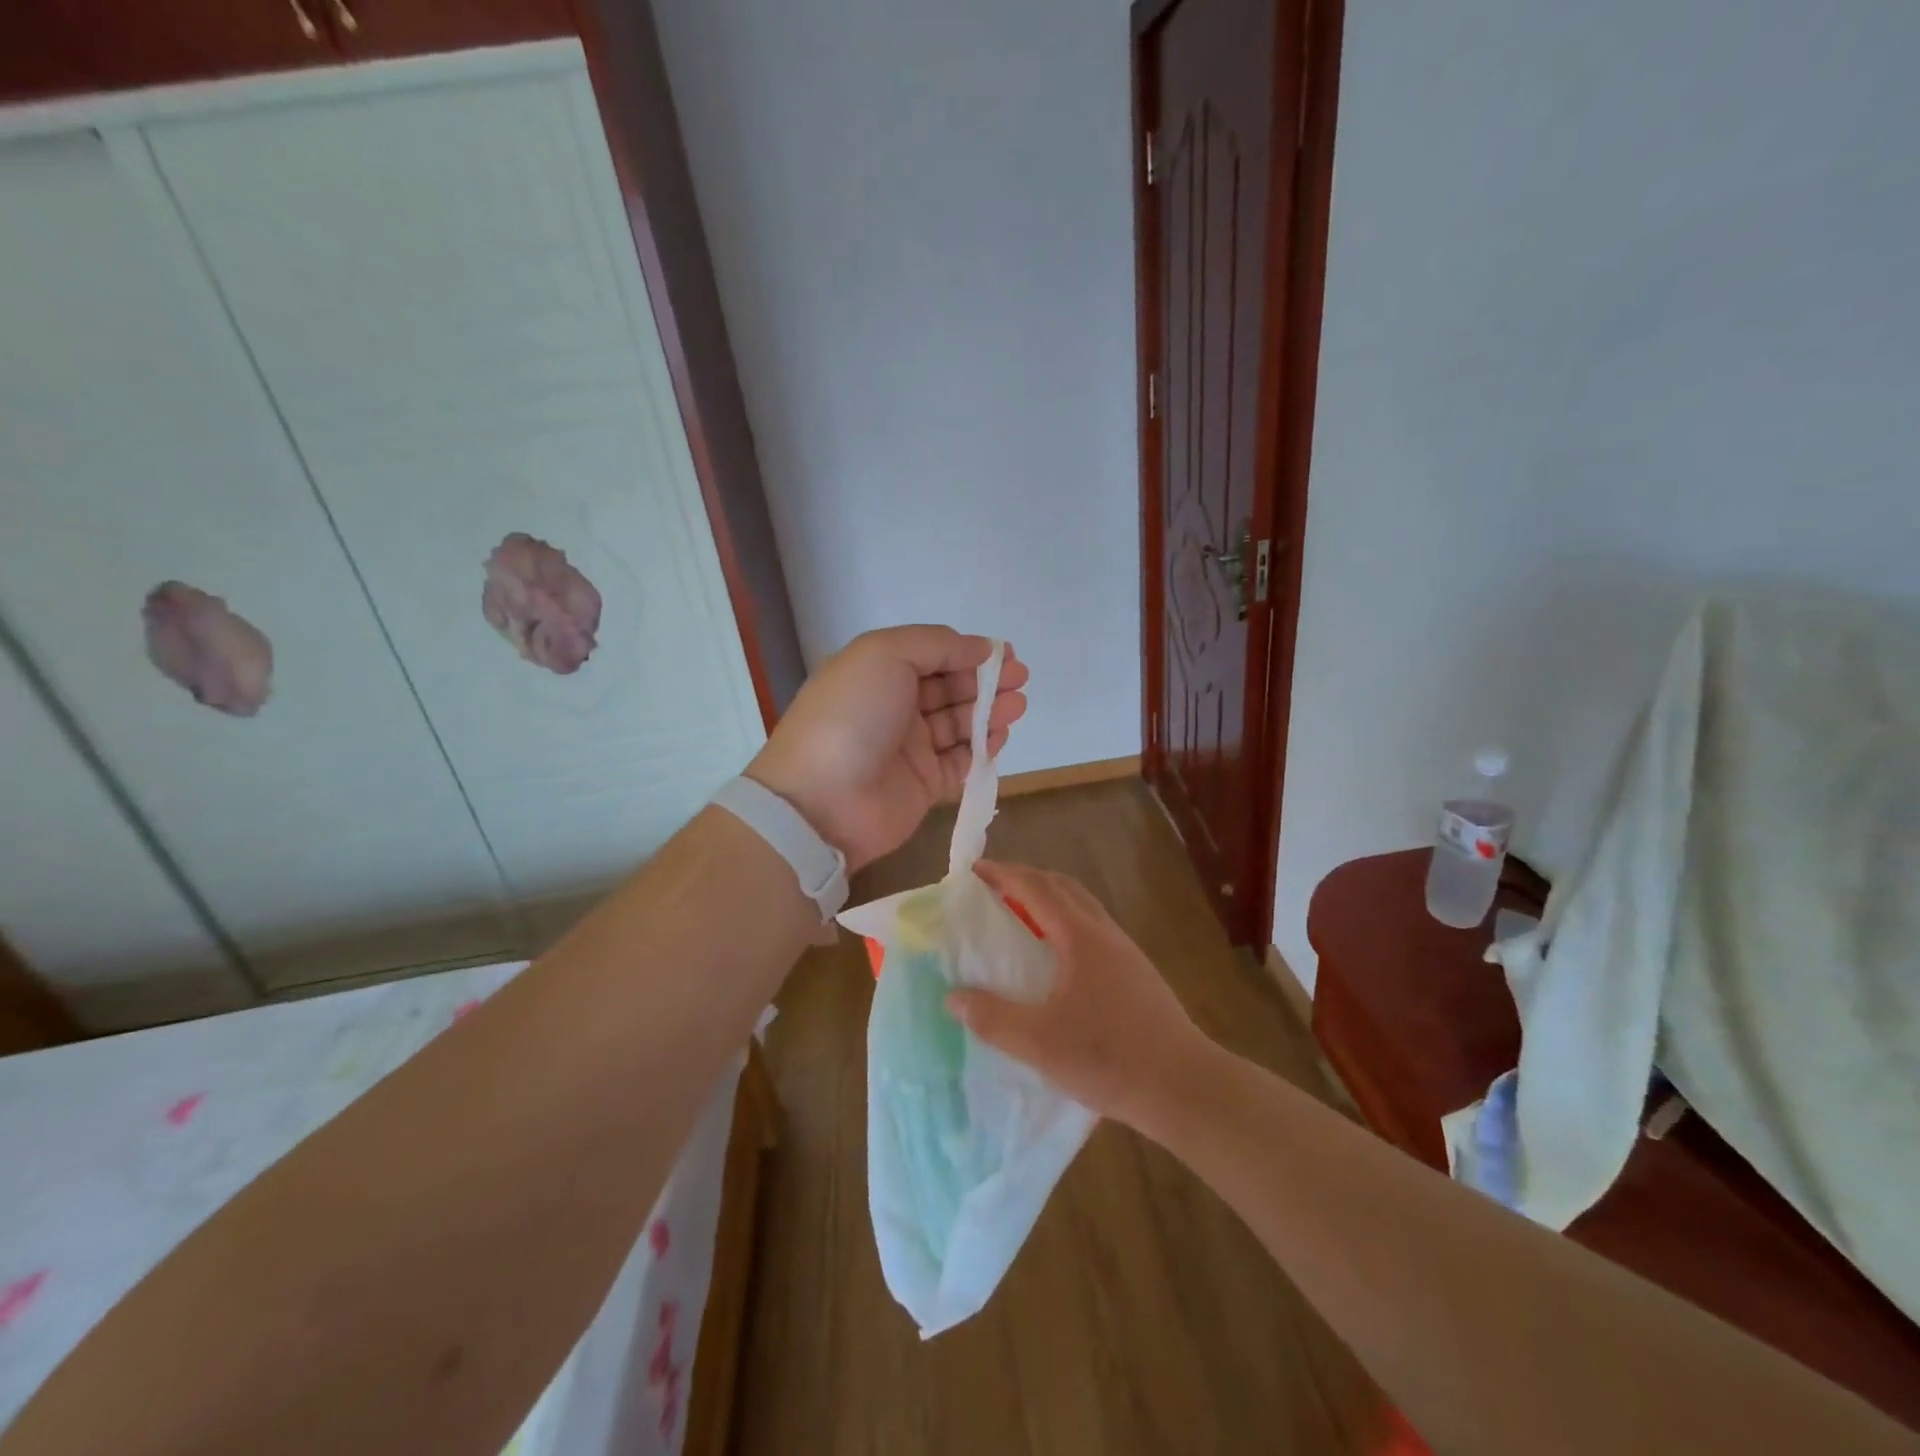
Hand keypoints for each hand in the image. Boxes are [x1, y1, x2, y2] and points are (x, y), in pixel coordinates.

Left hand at [746, 626, 1028, 870]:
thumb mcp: (885, 654)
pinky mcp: (924, 785)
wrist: (822, 801)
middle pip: (949, 688)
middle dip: (985, 681)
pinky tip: (1001, 735)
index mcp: (878, 672)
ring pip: (959, 723)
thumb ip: (936, 644)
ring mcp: (909, 748)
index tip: (1005, 654)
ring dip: (989, 711)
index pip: (931, 655)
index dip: (968, 652)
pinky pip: (961, 760)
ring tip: (1017, 705)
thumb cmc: (852, 715)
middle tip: (1020, 680)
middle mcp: (894, 707)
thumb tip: (980, 648)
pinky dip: (982, 747)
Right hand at [944, 861, 1212, 1127]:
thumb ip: (993, 1018)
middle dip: (1027, 879)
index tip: (976, 869)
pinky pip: (1093, 927)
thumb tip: (954, 998)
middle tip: (994, 888)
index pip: (1037, 889)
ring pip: (1082, 906)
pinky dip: (1066, 921)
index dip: (1005, 875)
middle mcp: (1104, 933)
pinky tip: (1057, 956)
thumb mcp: (1039, 1044)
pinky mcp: (1137, 972)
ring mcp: (1126, 951)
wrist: (1183, 1085)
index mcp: (1080, 938)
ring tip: (1021, 916)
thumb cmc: (1109, 1057)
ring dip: (1049, 898)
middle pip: (1063, 887)